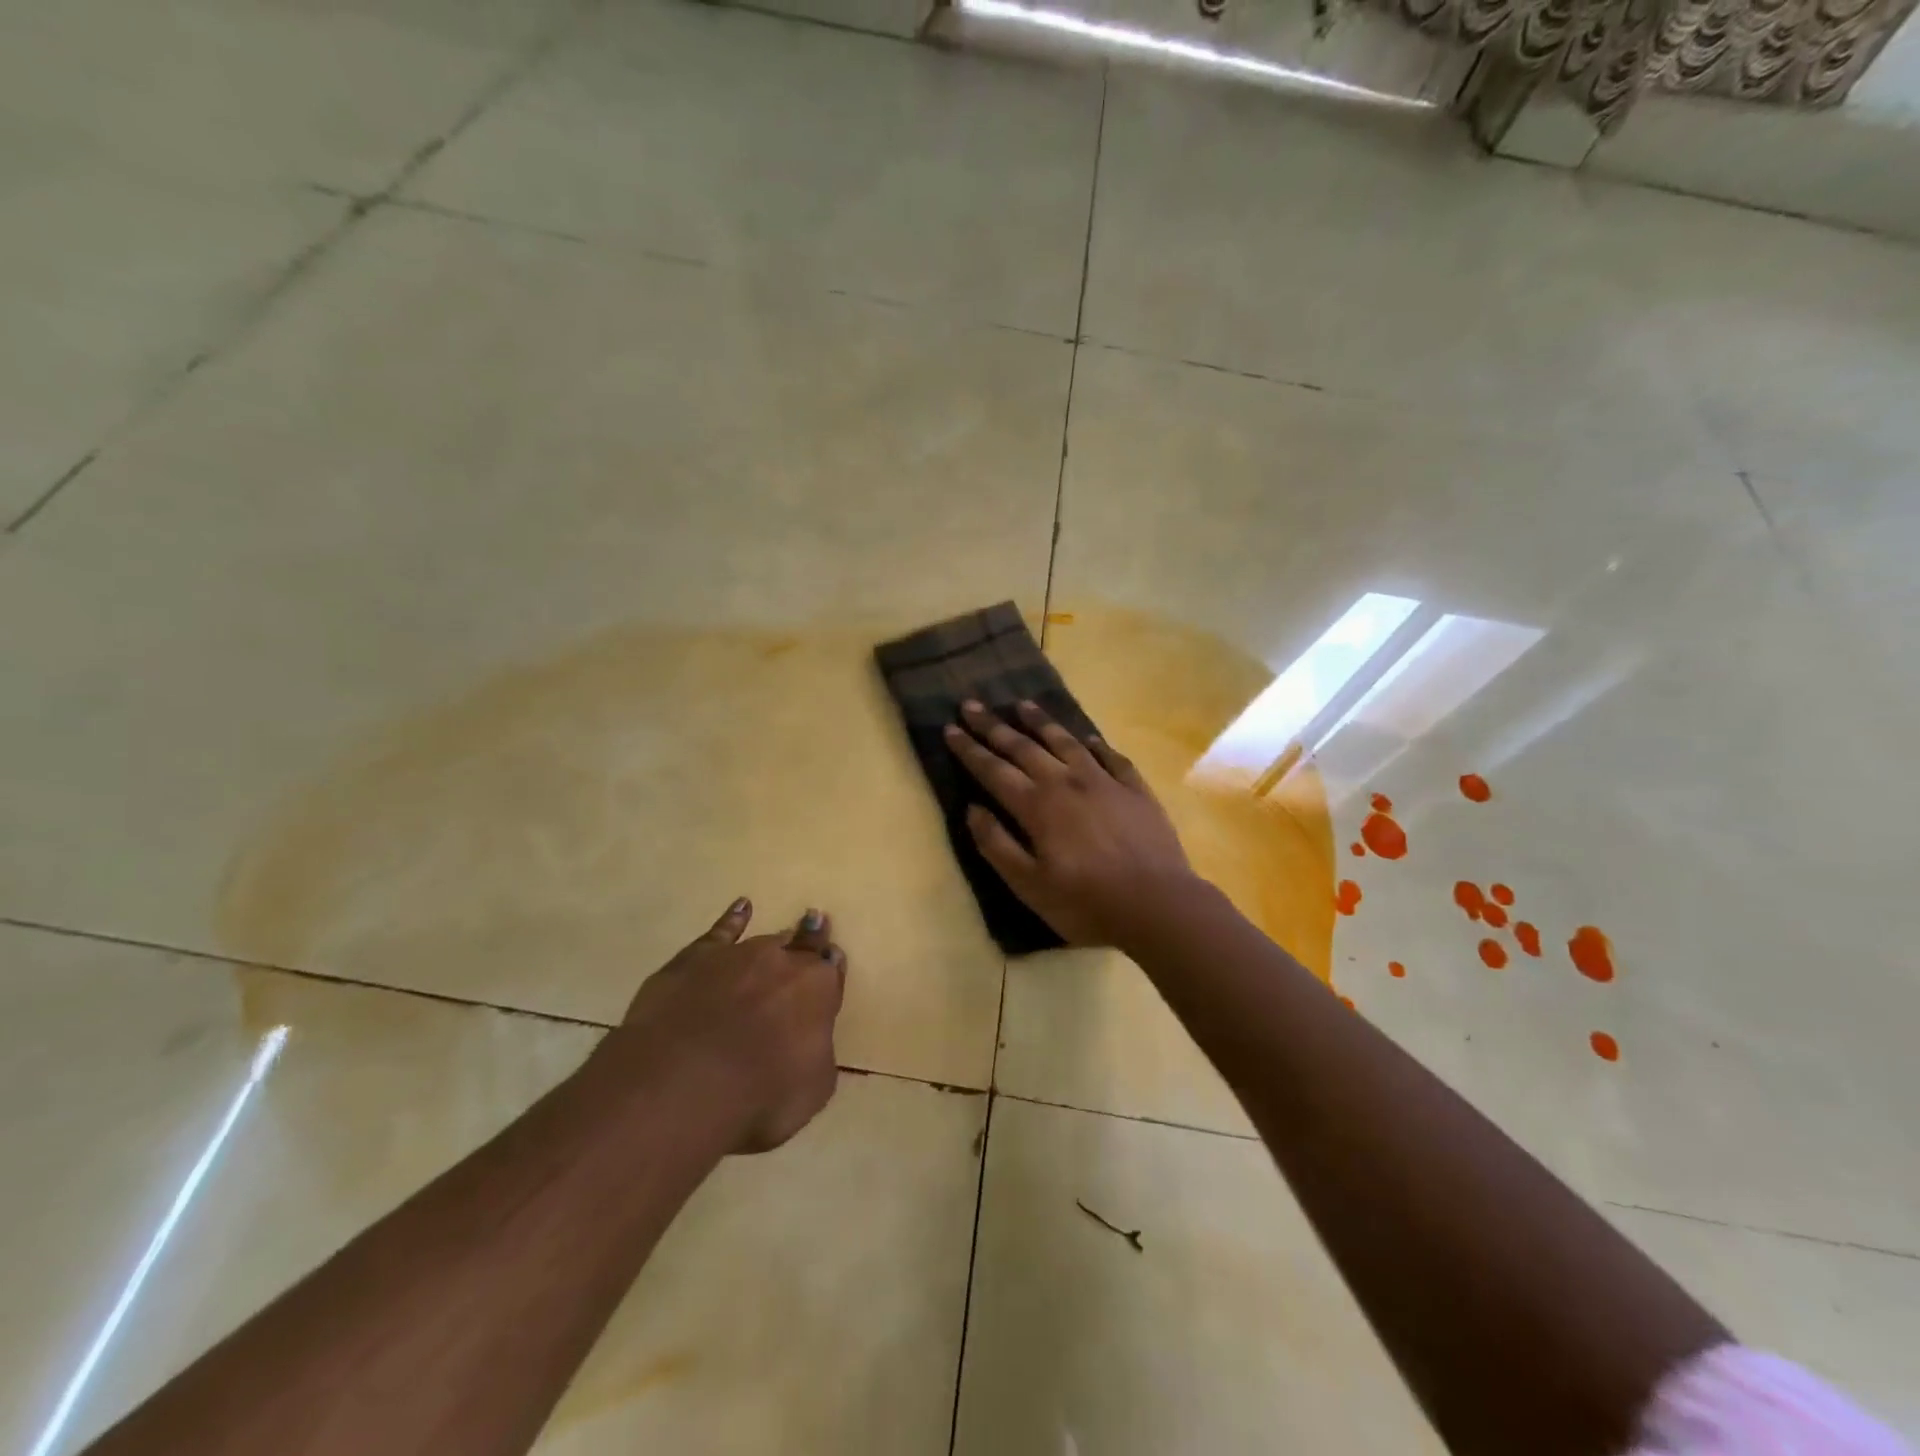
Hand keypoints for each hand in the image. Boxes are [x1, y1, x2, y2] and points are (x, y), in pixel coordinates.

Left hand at [599, 900, 846, 1152]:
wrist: (683, 1081)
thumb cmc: (758, 1096)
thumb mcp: (811, 1090)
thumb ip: (817, 1056)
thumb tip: (811, 1042)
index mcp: (818, 991)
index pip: (830, 973)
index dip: (831, 969)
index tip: (832, 962)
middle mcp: (783, 963)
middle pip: (801, 946)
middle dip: (810, 939)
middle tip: (816, 925)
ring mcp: (738, 955)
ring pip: (764, 941)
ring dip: (776, 940)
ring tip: (785, 932)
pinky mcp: (696, 958)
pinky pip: (721, 930)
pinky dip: (733, 918)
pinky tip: (741, 907)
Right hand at [944, 699, 1198, 946]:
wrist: (1158, 904)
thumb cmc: (1086, 903)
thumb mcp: (1029, 885)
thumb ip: (997, 845)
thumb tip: (973, 809)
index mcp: (1037, 806)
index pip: (993, 770)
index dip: (969, 749)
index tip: (950, 728)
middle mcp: (1066, 782)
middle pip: (1023, 747)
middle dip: (994, 726)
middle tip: (972, 705)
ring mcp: (1104, 781)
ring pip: (1066, 742)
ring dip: (1041, 722)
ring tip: (1023, 705)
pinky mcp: (1135, 789)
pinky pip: (1111, 756)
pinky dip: (1095, 744)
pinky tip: (1088, 738)